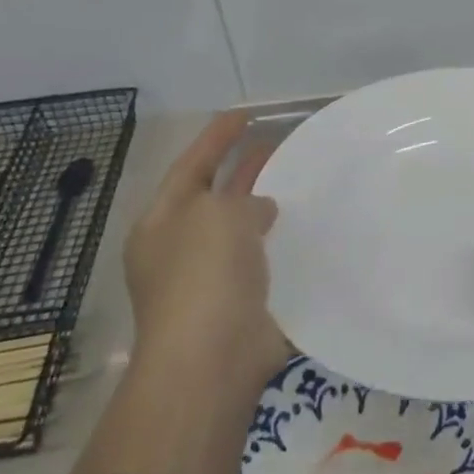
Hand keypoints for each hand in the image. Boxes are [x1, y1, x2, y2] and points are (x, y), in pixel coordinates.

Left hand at [123, 111, 285, 394]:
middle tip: (276, 142)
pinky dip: (282, 242)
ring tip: (299, 179)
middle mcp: (182, 247)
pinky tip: (310, 227)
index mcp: (163, 222)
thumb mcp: (219, 215)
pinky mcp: (242, 302)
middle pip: (216, 195)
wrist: (213, 359)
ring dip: (266, 205)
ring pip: (243, 228)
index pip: (191, 165)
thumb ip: (242, 200)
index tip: (245, 113)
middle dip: (243, 168)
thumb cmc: (204, 275)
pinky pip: (265, 260)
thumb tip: (260, 212)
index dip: (217, 137)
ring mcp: (211, 278)